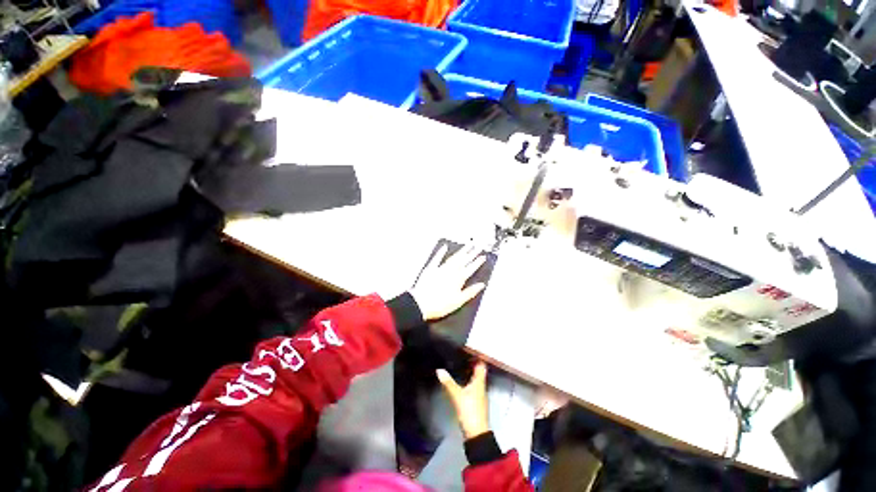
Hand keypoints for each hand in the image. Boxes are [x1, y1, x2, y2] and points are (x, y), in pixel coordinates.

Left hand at [409, 244, 485, 320]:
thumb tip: (481, 285)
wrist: (420, 304)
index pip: (470, 268)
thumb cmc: (439, 305)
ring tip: (467, 245)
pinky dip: (441, 252)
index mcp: (458, 279)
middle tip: (478, 246)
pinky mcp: (430, 269)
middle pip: (463, 260)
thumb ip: (470, 292)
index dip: (477, 262)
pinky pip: (437, 258)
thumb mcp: (458, 301)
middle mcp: (451, 271)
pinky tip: (444, 247)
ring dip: (461, 251)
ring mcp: (440, 268)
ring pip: (453, 257)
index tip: (483, 256)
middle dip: (472, 253)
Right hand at [437, 362, 489, 439]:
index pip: (481, 365)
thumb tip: (439, 370)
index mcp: (479, 382)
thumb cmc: (470, 411)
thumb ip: (448, 382)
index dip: (477, 356)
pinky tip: (461, 382)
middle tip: (463, 355)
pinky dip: (469, 381)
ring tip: (460, 365)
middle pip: (479, 371)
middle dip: (472, 363)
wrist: (477, 434)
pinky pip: (474, 386)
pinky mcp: (477, 402)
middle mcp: (481, 386)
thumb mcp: (457, 396)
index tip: (470, 349)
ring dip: (470, 372)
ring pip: (476, 379)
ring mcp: (480, 395)